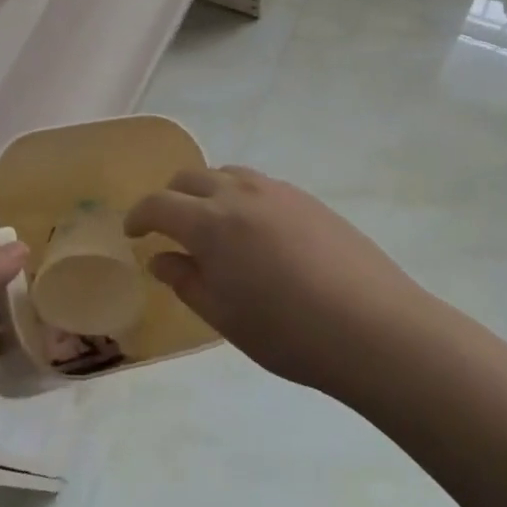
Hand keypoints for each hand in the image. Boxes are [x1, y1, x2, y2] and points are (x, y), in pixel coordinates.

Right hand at [124, 167, 420, 397]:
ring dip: (207, 193)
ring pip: (226, 174)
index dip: (139, 216)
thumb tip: (161, 258)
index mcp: (210, 223)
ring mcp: (276, 191)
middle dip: (171, 199)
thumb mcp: (225, 316)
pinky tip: (258, 234)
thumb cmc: (288, 332)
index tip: (133, 233)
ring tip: (215, 227)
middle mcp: (238, 194)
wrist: (374, 327)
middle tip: (170, 230)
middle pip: (190, 178)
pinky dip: (241, 197)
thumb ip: (186, 281)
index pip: (159, 204)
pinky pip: (259, 185)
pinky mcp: (307, 198)